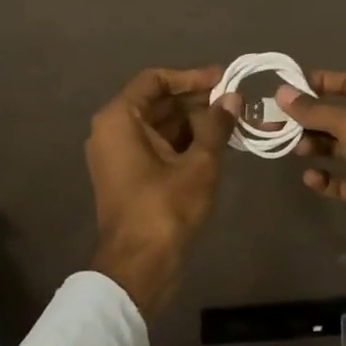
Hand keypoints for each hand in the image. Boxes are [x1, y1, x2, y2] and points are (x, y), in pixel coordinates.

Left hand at [85, 66, 237, 318]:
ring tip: (232, 120)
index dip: (190, 77)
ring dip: (193, 122)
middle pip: (157, 102)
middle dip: (196, 100)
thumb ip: (216, 126)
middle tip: (234, 101)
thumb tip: (232, 98)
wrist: (139, 268)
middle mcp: (112, 130)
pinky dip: (183, 142)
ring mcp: (118, 154)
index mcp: (119, 118)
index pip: (155, 80)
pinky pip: (156, 146)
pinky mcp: (128, 175)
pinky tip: (216, 143)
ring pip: (159, 125)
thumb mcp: (199, 164)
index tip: (222, 80)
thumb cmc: (165, 209)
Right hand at [277, 70, 345, 271]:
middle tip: (273, 122)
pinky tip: (310, 178)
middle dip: (307, 118)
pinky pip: (340, 182)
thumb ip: (317, 111)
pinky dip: (323, 179)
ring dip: (312, 145)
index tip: (288, 87)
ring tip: (291, 148)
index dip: (322, 82)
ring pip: (336, 148)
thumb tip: (282, 92)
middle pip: (338, 118)